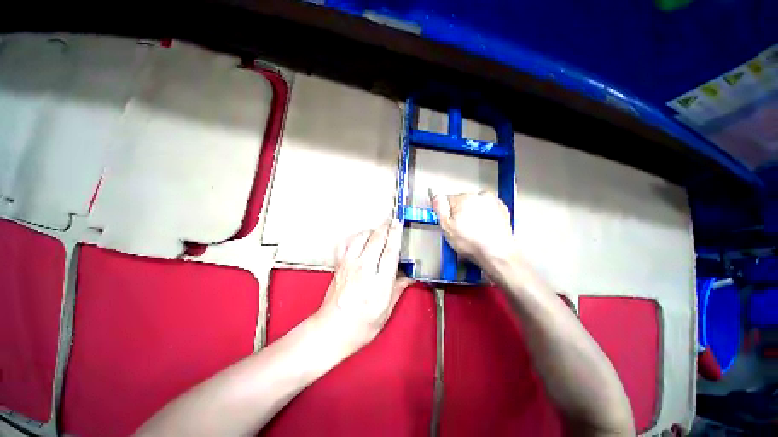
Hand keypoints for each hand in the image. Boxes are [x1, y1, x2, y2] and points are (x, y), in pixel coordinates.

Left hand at [314, 219, 412, 353]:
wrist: (331, 330)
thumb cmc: (359, 326)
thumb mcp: (385, 312)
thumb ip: (398, 290)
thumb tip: (410, 277)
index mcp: (378, 284)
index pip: (390, 252)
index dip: (396, 235)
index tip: (399, 224)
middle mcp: (363, 271)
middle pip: (376, 239)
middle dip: (385, 227)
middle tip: (392, 221)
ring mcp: (349, 266)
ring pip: (361, 237)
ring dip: (371, 230)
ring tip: (379, 229)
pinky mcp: (339, 265)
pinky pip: (346, 243)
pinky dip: (354, 237)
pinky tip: (360, 237)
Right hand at [430, 190, 516, 263]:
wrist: (497, 253)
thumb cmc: (473, 242)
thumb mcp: (446, 226)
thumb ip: (439, 208)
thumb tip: (434, 194)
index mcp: (463, 198)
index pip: (447, 199)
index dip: (446, 212)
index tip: (449, 222)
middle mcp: (478, 196)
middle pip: (462, 201)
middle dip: (460, 212)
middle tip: (461, 228)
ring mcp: (492, 201)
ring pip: (475, 205)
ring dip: (472, 213)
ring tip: (473, 230)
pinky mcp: (501, 209)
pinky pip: (487, 209)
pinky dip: (485, 216)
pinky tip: (483, 228)